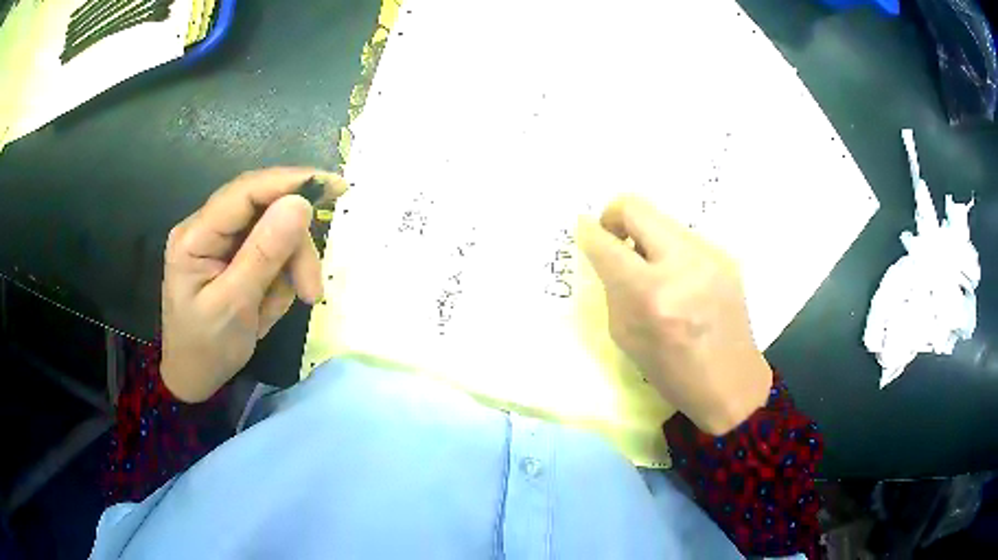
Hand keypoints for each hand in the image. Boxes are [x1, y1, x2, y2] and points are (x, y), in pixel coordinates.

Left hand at [161, 168, 346, 402]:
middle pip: (265, 210)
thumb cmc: (206, 348)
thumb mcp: (236, 306)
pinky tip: (269, 303)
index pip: (246, 190)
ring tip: (287, 306)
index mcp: (196, 236)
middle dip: (294, 247)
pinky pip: (270, 251)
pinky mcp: (232, 255)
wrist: (194, 379)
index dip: (291, 181)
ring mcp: (220, 240)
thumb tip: (301, 202)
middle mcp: (207, 227)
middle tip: (312, 290)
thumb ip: (265, 253)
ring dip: (290, 267)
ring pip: (273, 231)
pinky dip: (280, 276)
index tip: (336, 187)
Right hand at [579, 195, 771, 434]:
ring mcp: (709, 256)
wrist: (730, 382)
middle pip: (636, 207)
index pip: (605, 243)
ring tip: (653, 269)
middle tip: (615, 239)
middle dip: (614, 217)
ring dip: (647, 238)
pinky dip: (671, 251)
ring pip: (662, 221)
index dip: (588, 232)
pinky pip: (685, 238)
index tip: (586, 232)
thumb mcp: (625, 335)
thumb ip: (614, 288)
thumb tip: (607, 252)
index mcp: (649, 295)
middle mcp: (681, 265)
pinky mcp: (725, 256)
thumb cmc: (671, 371)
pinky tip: (680, 279)